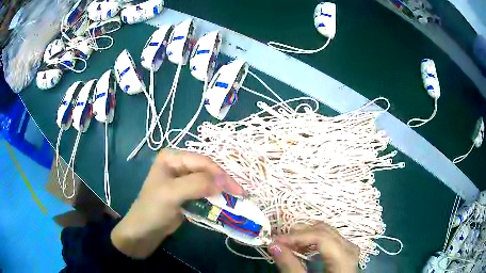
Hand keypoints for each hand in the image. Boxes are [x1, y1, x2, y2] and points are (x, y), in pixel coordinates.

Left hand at [111, 148, 244, 258]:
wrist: (144, 230)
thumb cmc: (153, 209)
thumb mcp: (172, 194)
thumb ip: (197, 184)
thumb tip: (223, 182)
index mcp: (173, 157)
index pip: (202, 161)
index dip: (220, 174)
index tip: (236, 190)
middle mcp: (179, 164)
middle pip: (207, 170)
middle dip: (224, 181)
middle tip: (240, 194)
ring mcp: (183, 179)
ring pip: (209, 180)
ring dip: (222, 189)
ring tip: (237, 199)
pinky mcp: (187, 193)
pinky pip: (206, 191)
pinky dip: (216, 197)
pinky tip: (225, 202)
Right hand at [268, 222, 359, 272]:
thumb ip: (290, 266)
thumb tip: (274, 245)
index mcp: (344, 259)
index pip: (322, 238)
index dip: (298, 236)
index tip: (276, 240)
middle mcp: (350, 251)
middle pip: (327, 232)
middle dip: (302, 233)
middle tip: (281, 240)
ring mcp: (350, 251)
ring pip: (330, 233)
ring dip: (308, 235)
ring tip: (290, 242)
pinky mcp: (345, 254)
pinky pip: (332, 240)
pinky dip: (315, 240)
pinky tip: (305, 247)